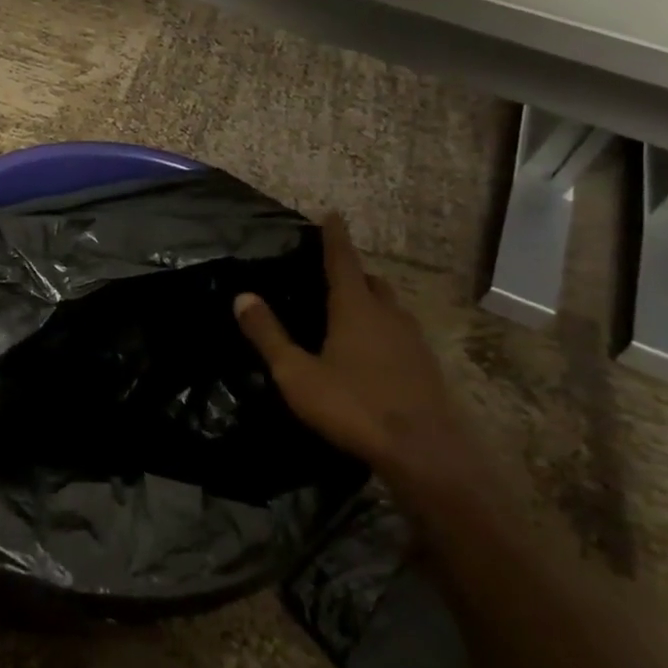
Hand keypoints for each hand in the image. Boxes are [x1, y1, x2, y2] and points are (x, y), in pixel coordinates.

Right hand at [234, 211, 484, 494]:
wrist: (425, 452)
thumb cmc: (354, 406)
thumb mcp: (297, 374)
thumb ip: (269, 335)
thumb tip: (243, 296)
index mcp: (355, 308)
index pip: (342, 260)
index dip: (334, 237)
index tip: (332, 214)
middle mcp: (387, 314)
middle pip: (370, 281)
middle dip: (352, 271)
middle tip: (330, 273)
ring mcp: (412, 340)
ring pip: (389, 307)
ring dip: (370, 300)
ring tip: (349, 310)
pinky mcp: (425, 366)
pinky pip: (400, 332)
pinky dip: (382, 328)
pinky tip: (371, 351)